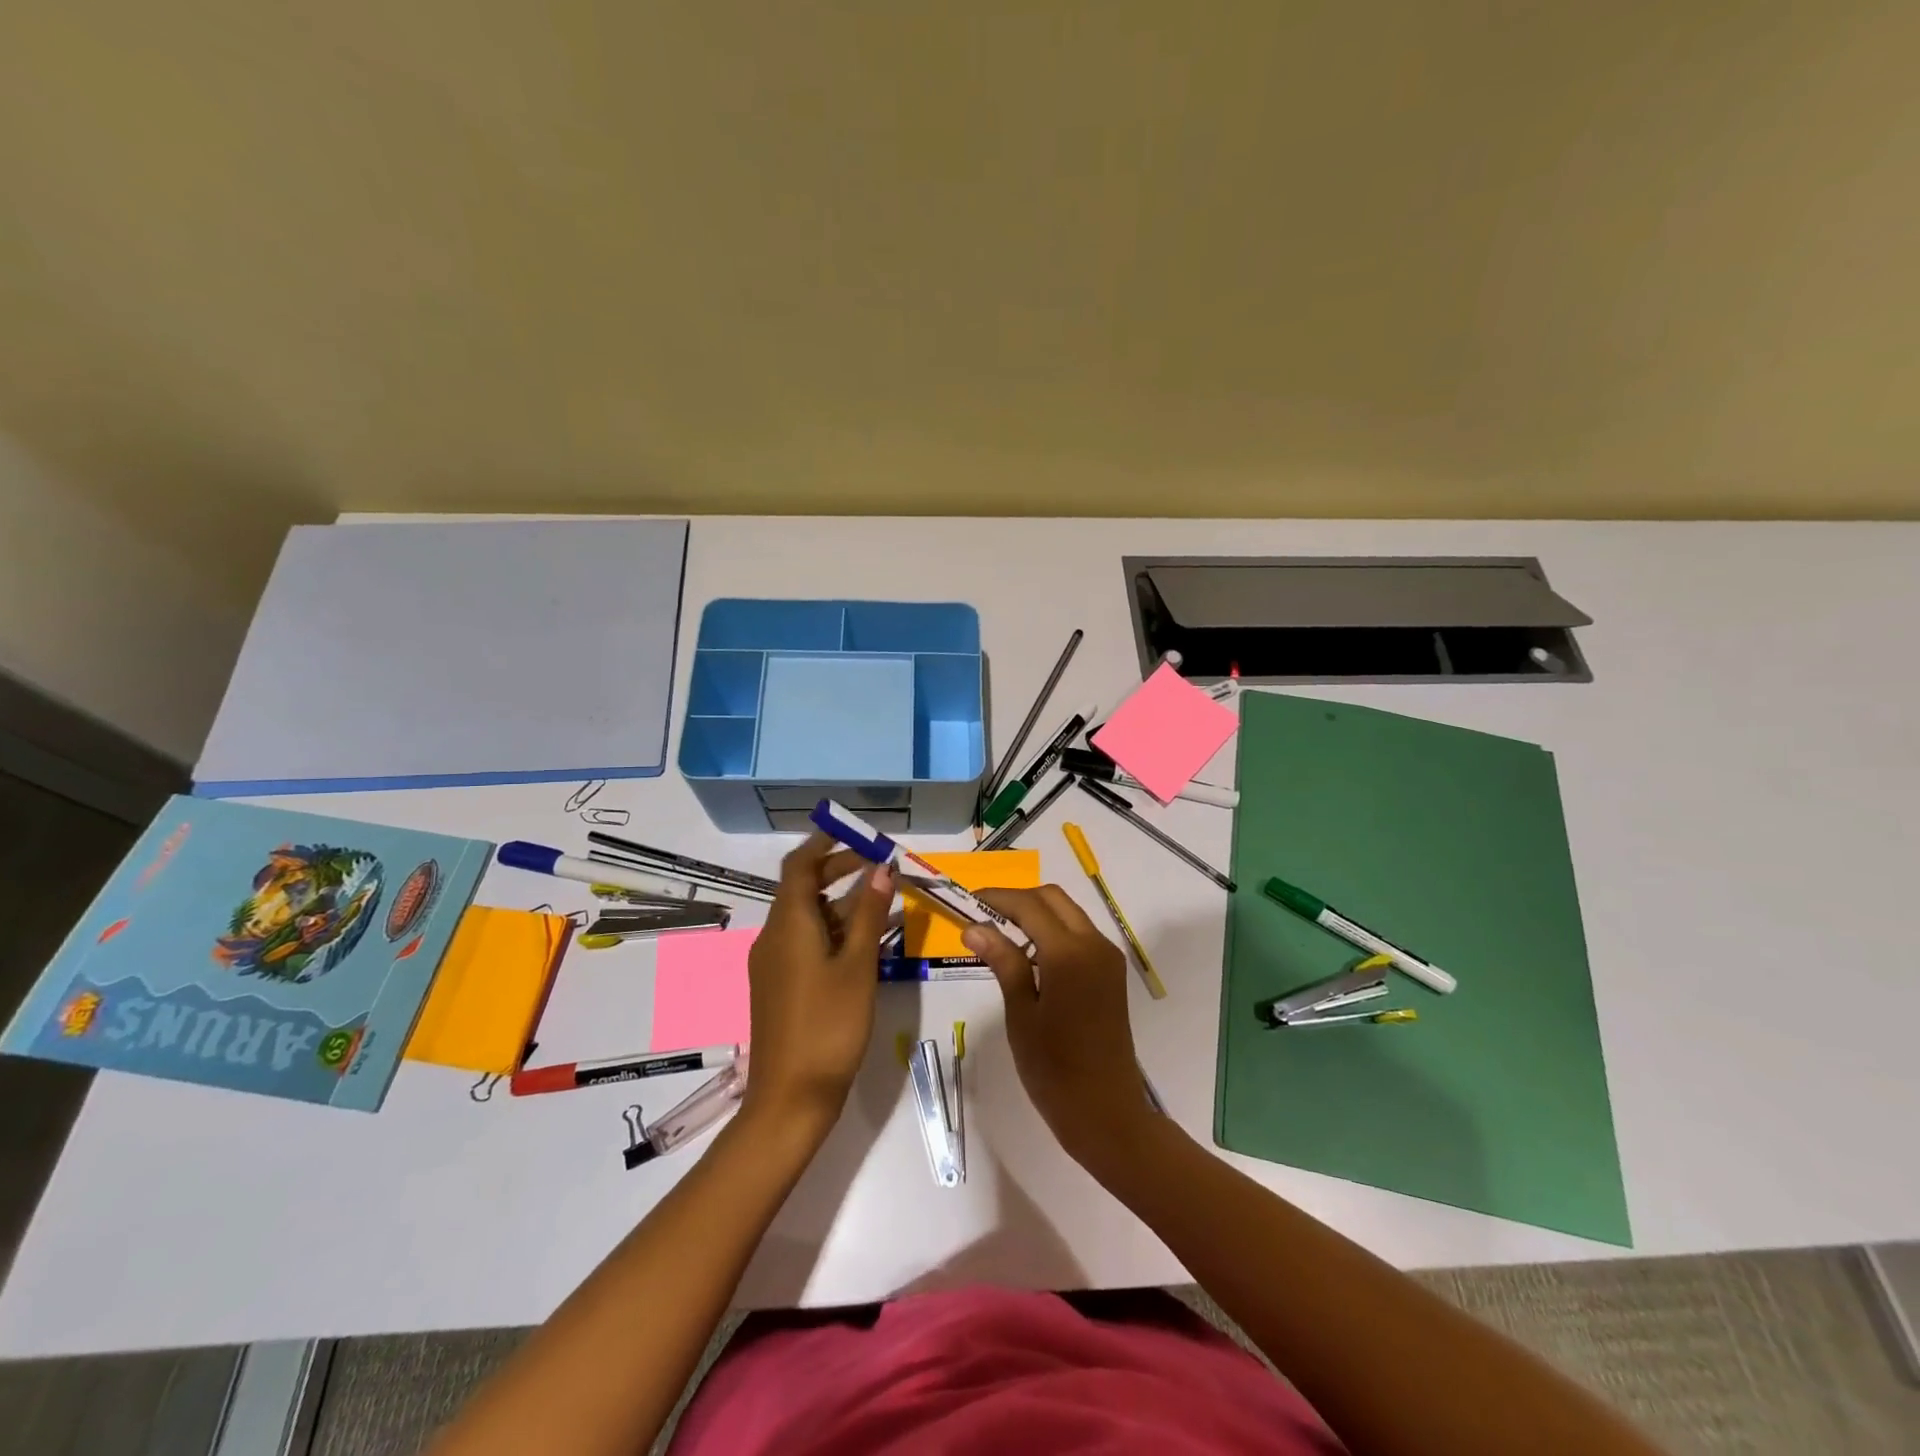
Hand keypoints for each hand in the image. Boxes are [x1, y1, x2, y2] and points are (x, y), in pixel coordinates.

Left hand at [741, 833, 893, 1140]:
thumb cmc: (828, 1026)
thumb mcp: (857, 966)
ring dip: (843, 904)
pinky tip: (869, 941)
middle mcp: (774, 937)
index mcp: (788, 925)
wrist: (790, 1100)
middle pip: (804, 889)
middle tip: (881, 865)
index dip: (824, 844)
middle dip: (840, 871)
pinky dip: (836, 932)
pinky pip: (808, 943)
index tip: (855, 832)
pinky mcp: (780, 986)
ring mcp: (774, 964)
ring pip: (809, 918)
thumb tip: (882, 867)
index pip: (799, 866)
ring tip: (886, 899)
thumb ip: (869, 914)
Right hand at [963, 886, 1156, 1171]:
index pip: (1029, 905)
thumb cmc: (1054, 1069)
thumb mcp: (1021, 1013)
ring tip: (1000, 933)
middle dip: (1018, 899)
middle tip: (983, 915)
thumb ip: (1003, 962)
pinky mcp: (1111, 973)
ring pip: (1068, 913)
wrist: (1106, 1112)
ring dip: (1036, 913)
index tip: (968, 901)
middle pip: (1053, 899)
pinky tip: (1029, 955)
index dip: (997, 898)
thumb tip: (974, 927)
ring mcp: (1107, 957)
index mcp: (1069, 953)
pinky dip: (1053, 931)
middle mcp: (1094, 944)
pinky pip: (1079, 935)